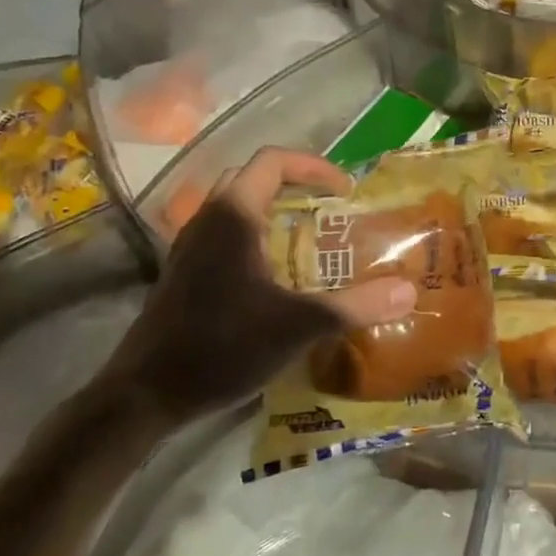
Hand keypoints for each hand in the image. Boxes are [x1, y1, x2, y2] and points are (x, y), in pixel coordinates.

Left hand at [93, 148, 416, 432]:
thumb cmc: (221, 345)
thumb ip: (354, 305)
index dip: (314, 167)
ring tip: (312, 242)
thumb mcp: (298, 325)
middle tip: (331, 211)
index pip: (273, 161)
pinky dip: (258, 240)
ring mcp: (190, 247)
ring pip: (237, 209)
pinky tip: (278, 279)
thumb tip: (410, 290)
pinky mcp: (184, 274)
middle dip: (295, 187)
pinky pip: (227, 238)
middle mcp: (207, 220)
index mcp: (233, 216)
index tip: (346, 192)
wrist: (145, 394)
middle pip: (254, 179)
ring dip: (275, 214)